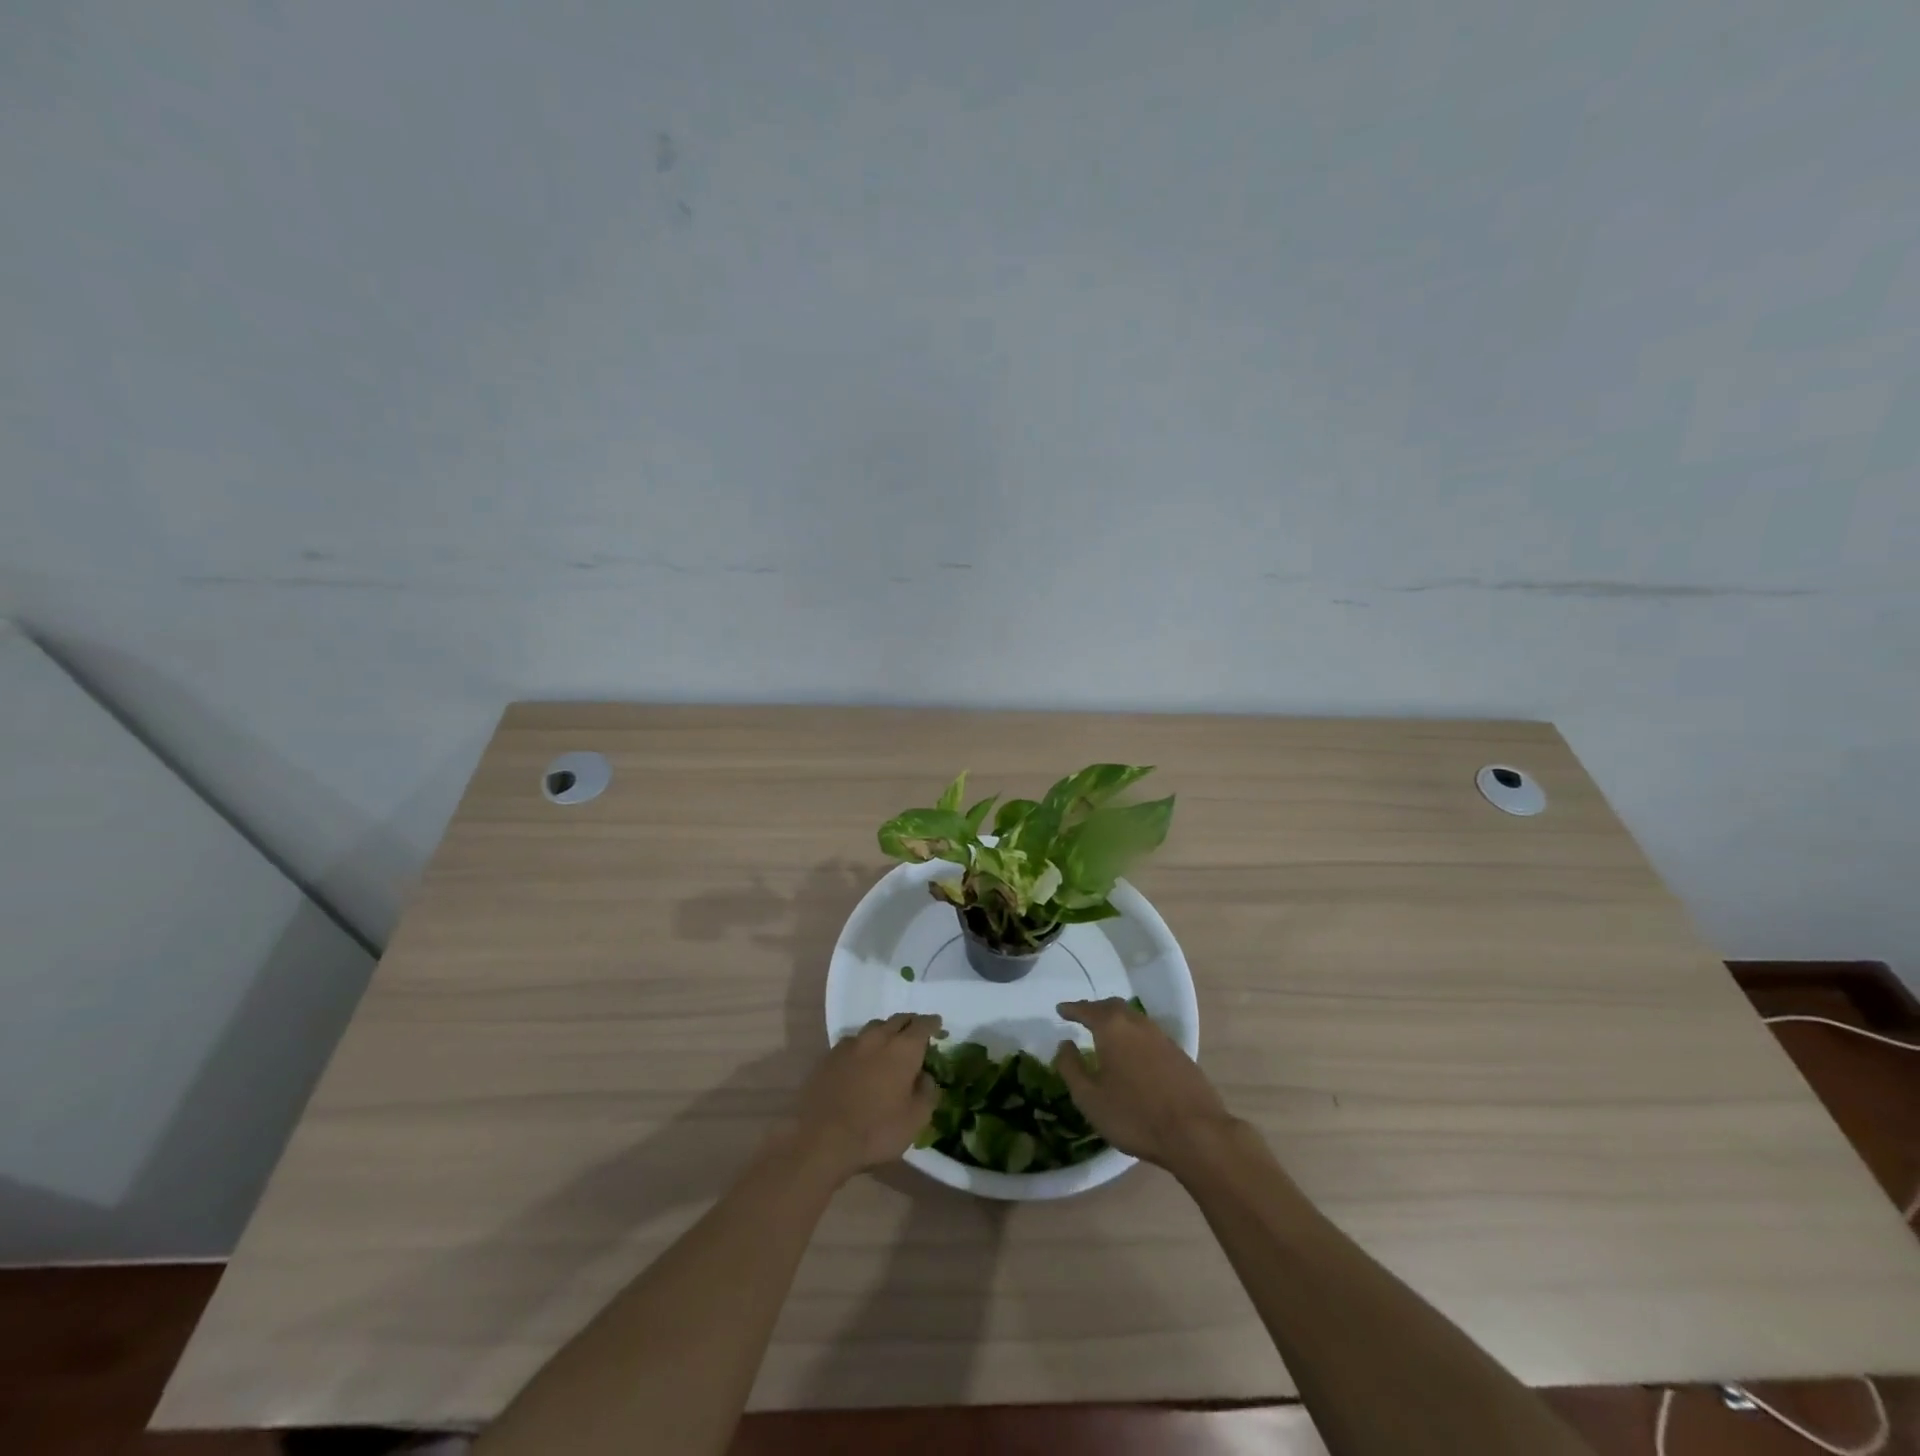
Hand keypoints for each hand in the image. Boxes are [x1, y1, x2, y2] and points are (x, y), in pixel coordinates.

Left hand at [785, 1013, 942, 1183]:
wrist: (820, 1138)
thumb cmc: (875, 1130)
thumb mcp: (915, 1120)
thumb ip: (927, 1093)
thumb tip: (927, 1077)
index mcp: (903, 1049)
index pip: (922, 1025)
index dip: (932, 1023)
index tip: (938, 1025)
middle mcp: (878, 1038)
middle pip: (898, 1020)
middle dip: (910, 1023)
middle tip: (916, 1032)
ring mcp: (850, 1044)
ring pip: (874, 1028)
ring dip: (886, 1032)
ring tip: (889, 1044)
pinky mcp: (829, 1056)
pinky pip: (853, 1042)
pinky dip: (864, 1045)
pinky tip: (862, 1060)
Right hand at [1054, 998, 1236, 1172]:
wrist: (1196, 1132)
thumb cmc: (1134, 1115)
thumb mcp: (1090, 1098)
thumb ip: (1071, 1068)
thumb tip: (1064, 1044)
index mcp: (1112, 1028)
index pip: (1087, 1010)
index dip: (1072, 1009)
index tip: (1060, 1009)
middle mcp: (1137, 1024)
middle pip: (1112, 1007)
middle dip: (1095, 1009)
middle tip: (1083, 1017)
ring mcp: (1161, 1037)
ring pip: (1133, 1018)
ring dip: (1116, 1020)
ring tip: (1106, 1033)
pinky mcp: (1179, 1053)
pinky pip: (1149, 1034)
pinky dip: (1134, 1035)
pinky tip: (1133, 1052)